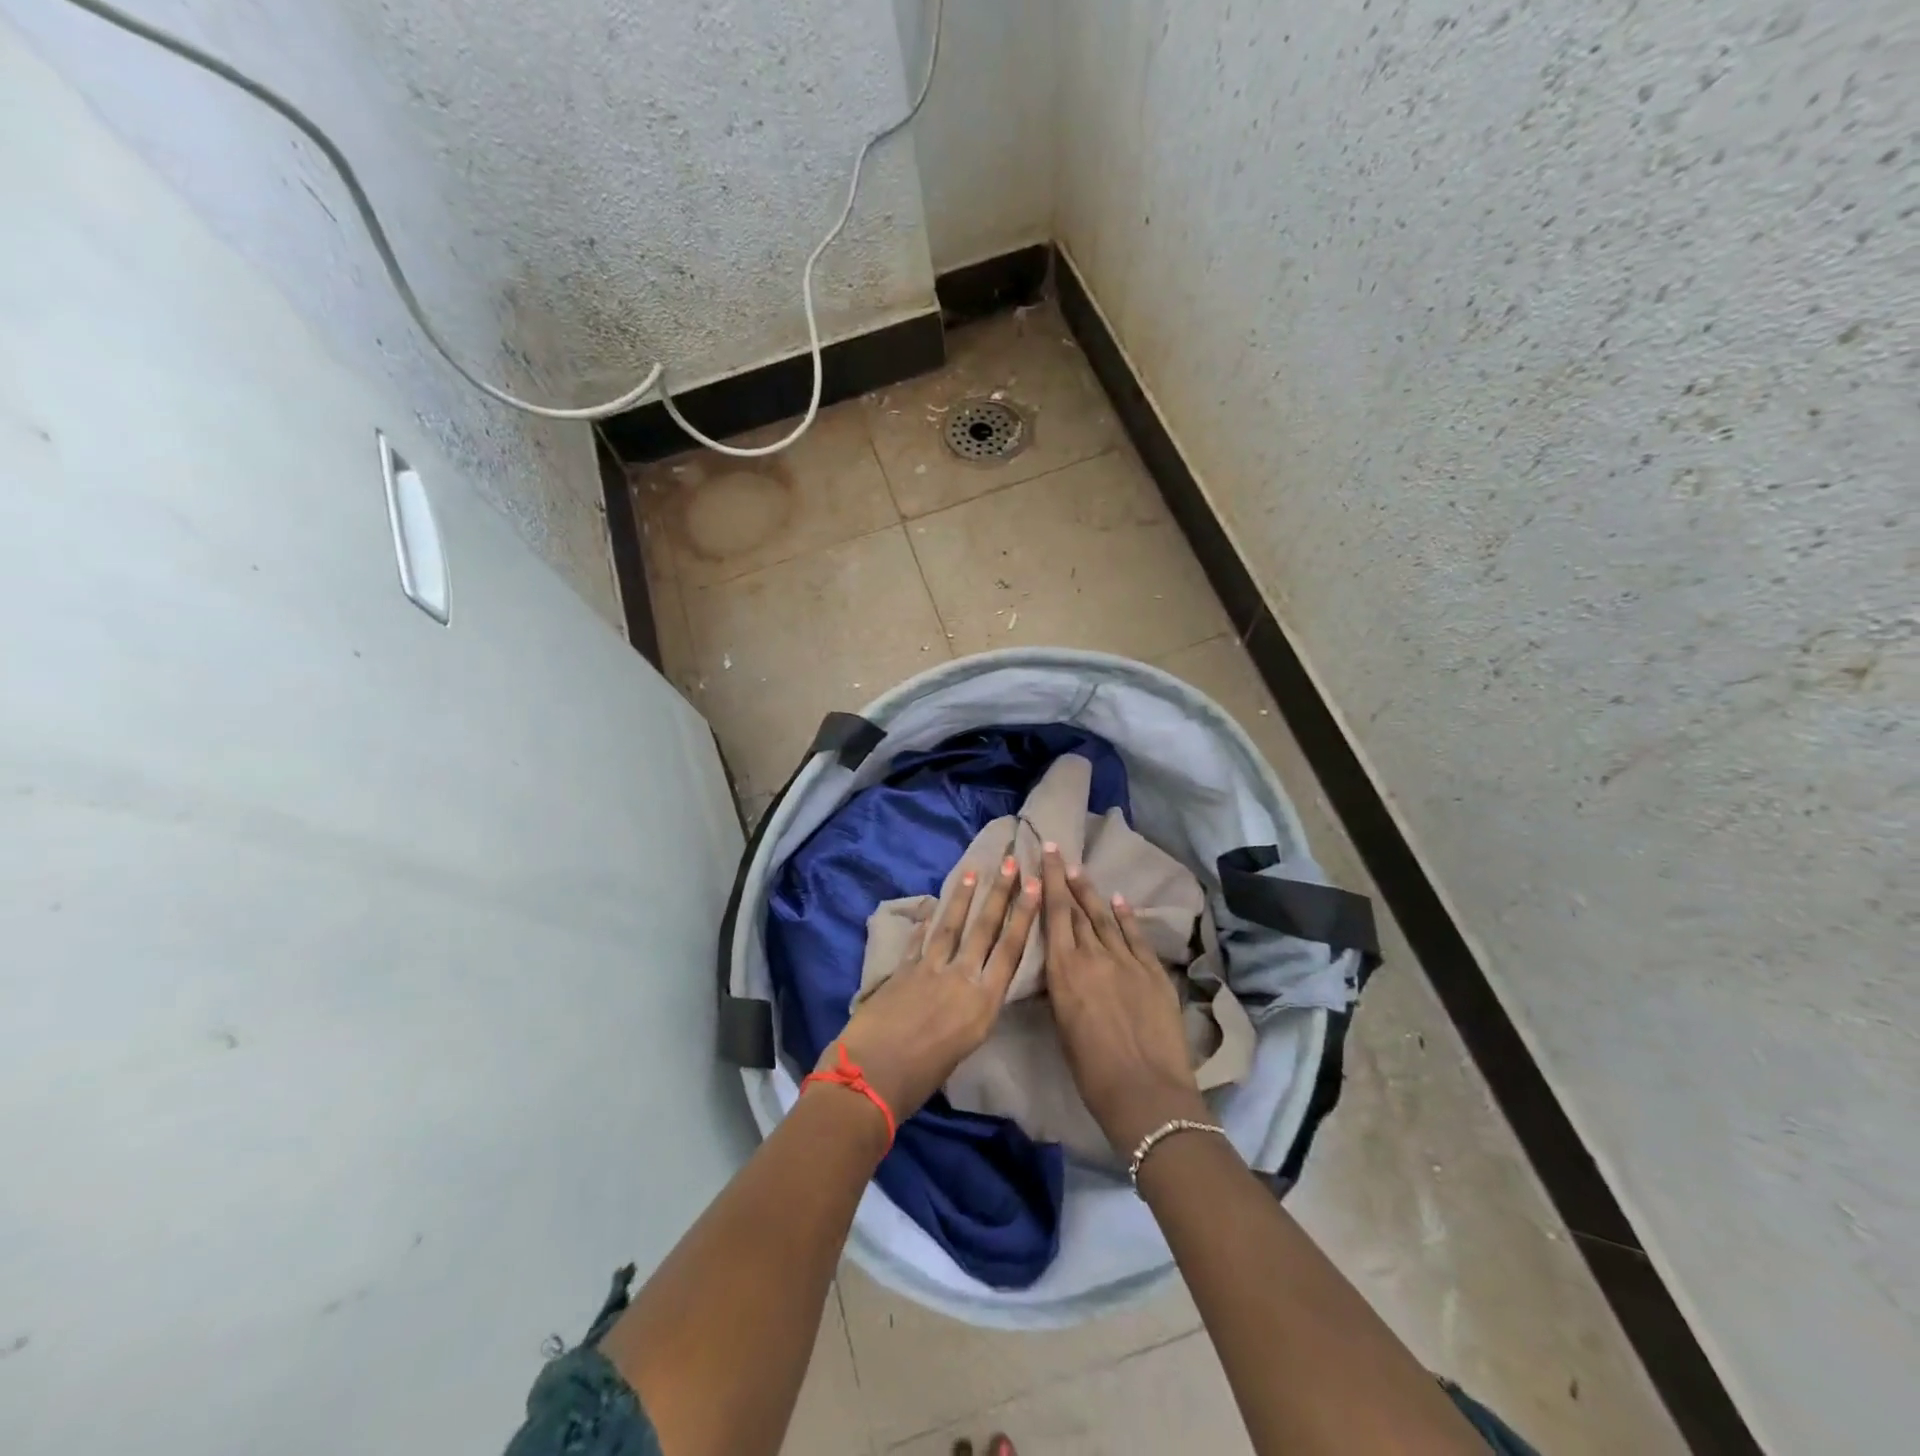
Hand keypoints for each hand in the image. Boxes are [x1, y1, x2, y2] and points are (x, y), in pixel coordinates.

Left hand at [825, 856, 1042, 1126]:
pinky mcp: (902, 969)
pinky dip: (924, 922)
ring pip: (951, 926)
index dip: (1024, 916)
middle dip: (999, 893)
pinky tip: (930, 905)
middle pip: (984, 929)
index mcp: (982, 1003)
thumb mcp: (964, 1048)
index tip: (1035, 886)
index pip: (1010, 950)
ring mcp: (929, 969)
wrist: (872, 1076)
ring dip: (963, 897)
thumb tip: (971, 996)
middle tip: (1009, 861)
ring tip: (972, 871)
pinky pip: (918, 940)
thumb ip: (972, 1014)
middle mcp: (961, 978)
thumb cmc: (923, 1078)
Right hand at [1041, 843, 1211, 1153]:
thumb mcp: (1062, 1024)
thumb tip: (1063, 968)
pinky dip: (1126, 916)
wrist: (1145, 1091)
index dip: (1050, 882)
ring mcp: (1127, 961)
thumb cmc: (1091, 1070)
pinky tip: (1119, 901)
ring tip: (1081, 872)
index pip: (1055, 915)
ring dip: (1093, 893)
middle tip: (1059, 853)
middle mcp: (1093, 956)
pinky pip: (1136, 936)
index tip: (1046, 855)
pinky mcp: (1153, 972)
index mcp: (1065, 971)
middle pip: (1079, 909)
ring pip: (1106, 918)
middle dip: (1067, 880)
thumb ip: (1063, 987)